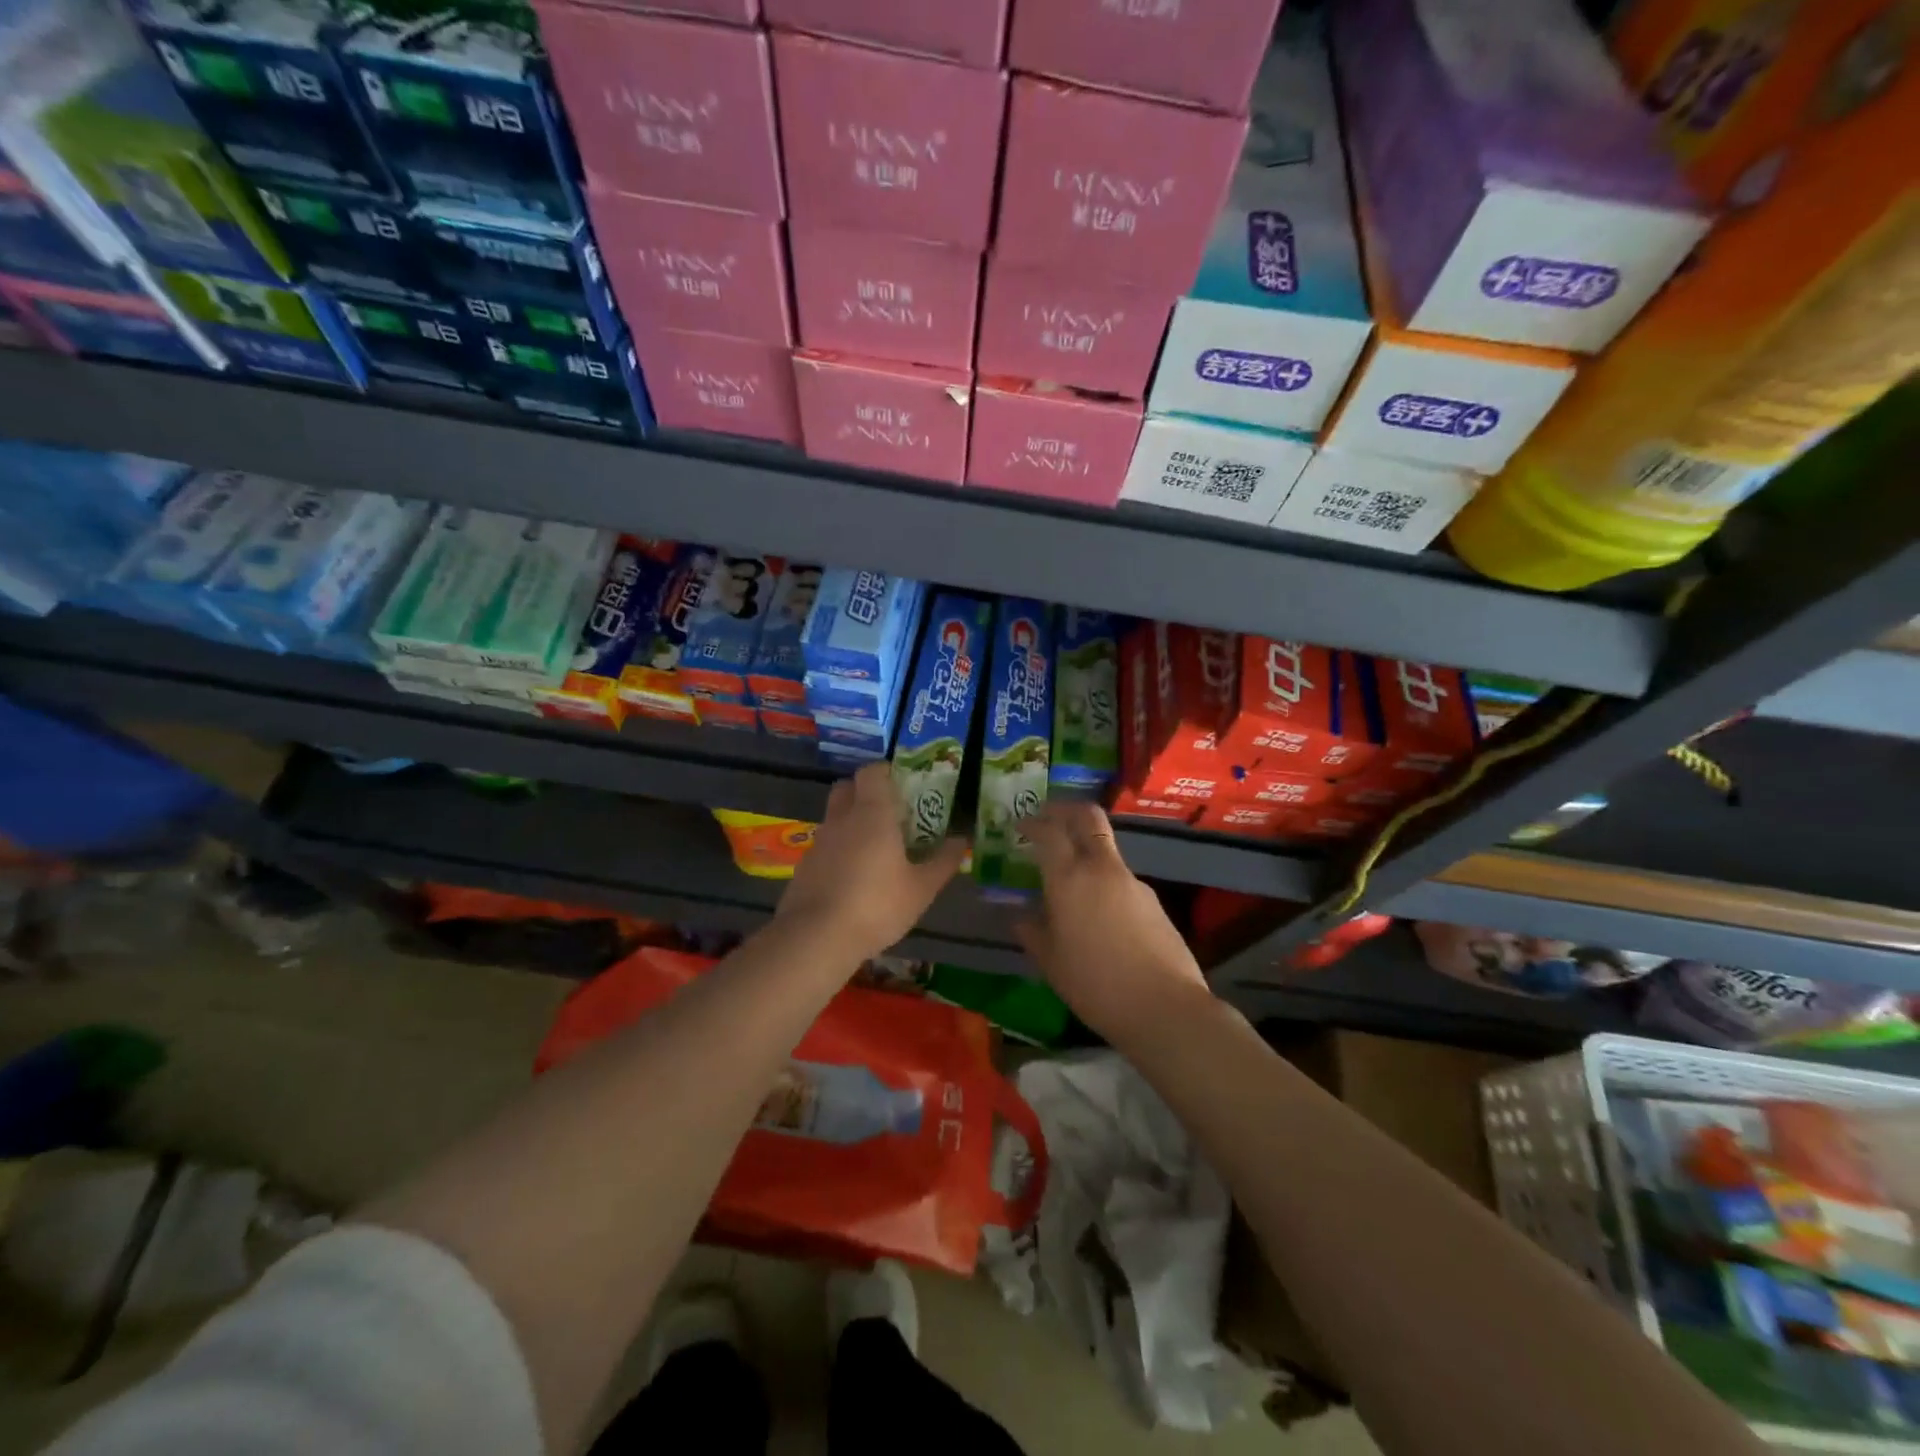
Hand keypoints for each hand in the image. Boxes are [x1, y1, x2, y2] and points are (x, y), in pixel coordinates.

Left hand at [776, 762, 968, 961]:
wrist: (816, 938)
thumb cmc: (877, 905)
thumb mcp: (921, 888)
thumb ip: (943, 862)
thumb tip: (962, 841)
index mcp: (872, 813)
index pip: (872, 772)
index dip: (886, 772)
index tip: (903, 785)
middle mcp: (841, 819)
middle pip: (847, 788)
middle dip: (865, 792)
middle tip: (889, 813)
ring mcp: (819, 842)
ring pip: (835, 818)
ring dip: (852, 824)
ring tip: (875, 849)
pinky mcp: (805, 866)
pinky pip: (826, 846)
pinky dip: (839, 851)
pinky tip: (854, 878)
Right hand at [1018, 801, 1211, 1044]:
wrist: (1164, 1006)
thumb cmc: (1095, 984)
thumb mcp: (1051, 962)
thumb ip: (1032, 931)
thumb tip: (1020, 916)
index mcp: (1069, 878)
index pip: (1049, 831)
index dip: (1032, 822)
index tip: (1020, 826)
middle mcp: (1102, 868)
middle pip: (1088, 816)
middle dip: (1065, 810)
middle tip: (1048, 819)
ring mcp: (1133, 881)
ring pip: (1105, 849)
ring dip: (1086, 851)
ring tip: (1071, 885)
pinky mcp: (1153, 900)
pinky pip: (1121, 880)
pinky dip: (1105, 884)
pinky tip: (1100, 919)